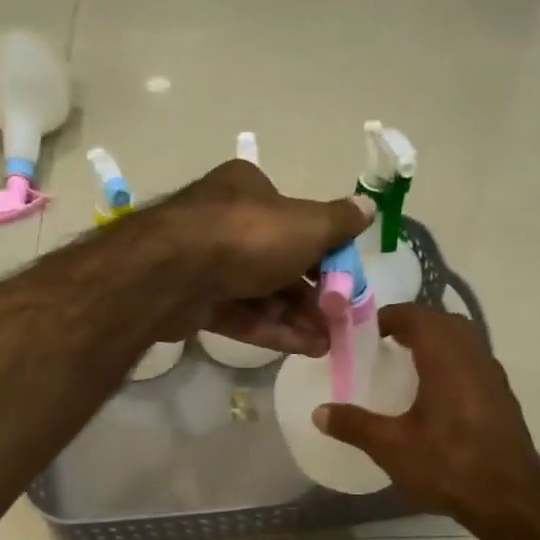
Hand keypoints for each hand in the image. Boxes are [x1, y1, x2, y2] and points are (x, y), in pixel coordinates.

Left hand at [153, 159, 373, 355]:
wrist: (171, 272)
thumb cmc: (246, 236)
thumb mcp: (305, 225)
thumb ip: (338, 222)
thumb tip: (368, 207)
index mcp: (250, 191)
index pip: (296, 221)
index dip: (325, 252)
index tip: (346, 281)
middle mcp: (226, 223)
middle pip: (280, 262)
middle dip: (312, 295)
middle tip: (338, 321)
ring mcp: (207, 264)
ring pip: (260, 293)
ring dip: (296, 318)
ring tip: (326, 344)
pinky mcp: (194, 301)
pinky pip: (240, 315)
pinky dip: (270, 330)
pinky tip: (302, 348)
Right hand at [314, 304, 539, 523]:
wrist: (509, 501)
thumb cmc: (448, 466)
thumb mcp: (391, 447)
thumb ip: (354, 425)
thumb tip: (318, 412)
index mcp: (446, 360)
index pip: (418, 317)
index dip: (391, 316)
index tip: (366, 330)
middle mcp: (474, 359)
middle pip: (445, 323)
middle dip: (415, 324)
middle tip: (386, 342)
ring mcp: (493, 378)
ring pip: (464, 342)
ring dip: (437, 342)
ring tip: (408, 364)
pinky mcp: (503, 399)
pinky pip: (474, 364)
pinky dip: (452, 363)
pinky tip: (436, 393)